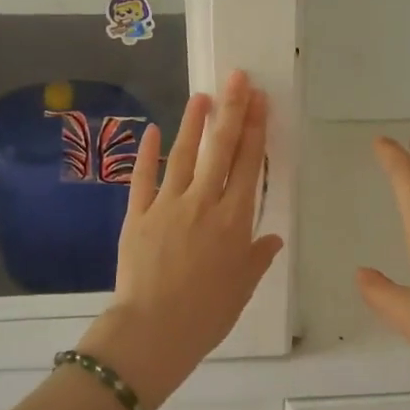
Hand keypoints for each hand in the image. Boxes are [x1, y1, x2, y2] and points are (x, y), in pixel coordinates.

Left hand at [79, 71, 282, 409]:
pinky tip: (151, 130)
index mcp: (234, 220)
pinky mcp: (137, 215)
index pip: (249, 165)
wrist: (154, 331)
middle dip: (232, 110)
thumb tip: (272, 238)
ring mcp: (167, 206)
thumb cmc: (207, 314)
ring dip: (194, 123)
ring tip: (202, 95)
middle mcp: (204, 203)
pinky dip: (147, 153)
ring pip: (184, 155)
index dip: (255, 129)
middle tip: (238, 78)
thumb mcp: (242, 288)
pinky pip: (143, 178)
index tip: (260, 100)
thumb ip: (257, 257)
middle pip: (221, 149)